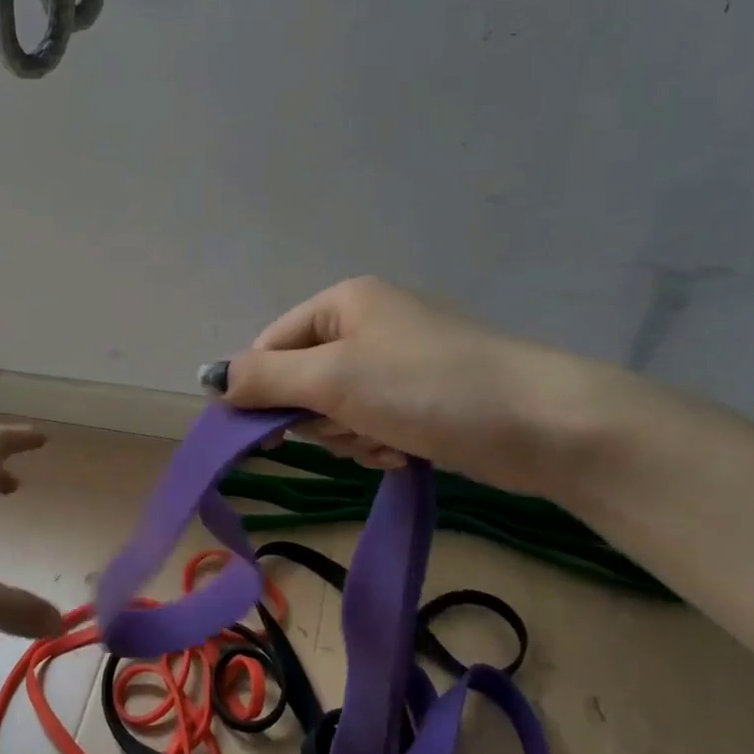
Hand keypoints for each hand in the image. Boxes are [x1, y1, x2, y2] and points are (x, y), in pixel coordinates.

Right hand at [209, 277, 601, 495]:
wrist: (542, 424)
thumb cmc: (427, 387)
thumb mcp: (334, 378)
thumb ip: (265, 377)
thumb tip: (210, 378)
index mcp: (343, 303)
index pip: (270, 346)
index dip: (261, 391)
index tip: (262, 436)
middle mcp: (367, 324)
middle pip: (302, 381)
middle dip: (319, 417)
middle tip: (349, 428)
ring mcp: (397, 362)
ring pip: (335, 410)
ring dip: (351, 436)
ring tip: (387, 442)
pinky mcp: (422, 398)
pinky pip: (371, 424)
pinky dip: (380, 444)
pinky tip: (406, 451)